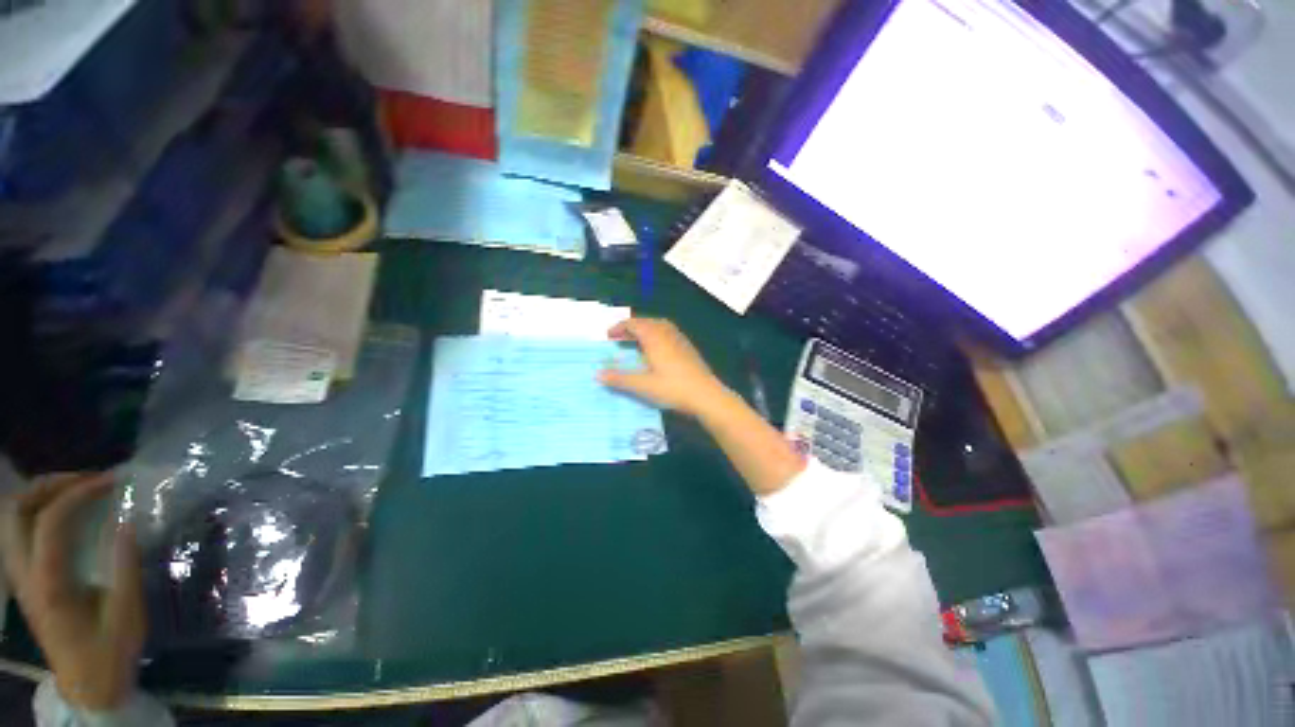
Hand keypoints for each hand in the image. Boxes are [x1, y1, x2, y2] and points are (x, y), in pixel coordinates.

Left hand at [1, 473, 144, 709]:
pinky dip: (40, 514)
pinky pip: (20, 534)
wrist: (88, 687)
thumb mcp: (126, 615)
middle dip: (49, 486)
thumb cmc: (110, 653)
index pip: (49, 523)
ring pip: (12, 520)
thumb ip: (125, 568)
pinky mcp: (25, 580)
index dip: (77, 494)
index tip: (111, 482)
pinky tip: (67, 518)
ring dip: (41, 497)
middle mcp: (24, 575)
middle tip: (87, 481)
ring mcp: (20, 578)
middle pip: (16, 513)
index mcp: (49, 584)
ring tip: (77, 493)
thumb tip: (129, 522)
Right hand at [598, 318, 731, 416]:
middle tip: (619, 338)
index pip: (634, 323)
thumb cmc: (673, 388)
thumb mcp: (643, 385)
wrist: (706, 395)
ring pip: (659, 326)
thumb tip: (597, 374)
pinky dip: (656, 335)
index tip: (608, 336)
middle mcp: (667, 333)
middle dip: (631, 328)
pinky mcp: (687, 347)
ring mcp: (680, 339)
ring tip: (635, 341)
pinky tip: (655, 351)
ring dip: (645, 330)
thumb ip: (620, 378)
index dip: (619, 327)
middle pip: (646, 322)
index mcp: (655, 337)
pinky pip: (668, 333)